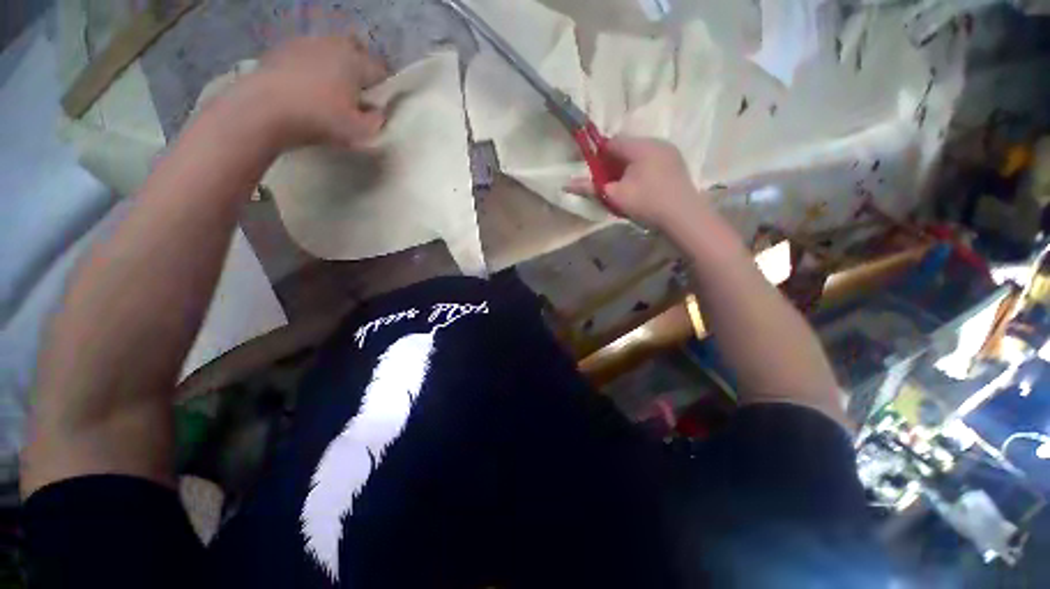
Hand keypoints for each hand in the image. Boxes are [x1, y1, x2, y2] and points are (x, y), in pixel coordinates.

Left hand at [219, 35, 388, 150]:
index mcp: (356, 62)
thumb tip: (377, 111)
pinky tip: (304, 86)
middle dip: (360, 64)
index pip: (380, 70)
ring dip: (333, 64)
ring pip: (329, 48)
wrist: (264, 110)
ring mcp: (304, 43)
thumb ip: (376, 121)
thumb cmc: (320, 119)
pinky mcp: (280, 49)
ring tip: (328, 88)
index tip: (378, 104)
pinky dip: (310, 66)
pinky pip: (305, 54)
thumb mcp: (360, 131)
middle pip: (355, 47)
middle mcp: (333, 45)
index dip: (383, 87)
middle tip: (356, 90)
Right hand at [567, 137, 710, 228]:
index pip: (611, 141)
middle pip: (626, 146)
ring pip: (640, 153)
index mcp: (639, 146)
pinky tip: (643, 187)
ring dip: (628, 166)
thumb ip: (590, 187)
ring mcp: (669, 151)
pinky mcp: (677, 162)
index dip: (600, 156)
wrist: (683, 216)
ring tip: (627, 187)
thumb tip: (566, 184)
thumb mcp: (614, 196)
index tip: (597, 174)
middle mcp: (656, 141)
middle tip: (611, 183)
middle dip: (614, 162)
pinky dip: (642, 168)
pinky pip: (652, 159)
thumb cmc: (646, 203)